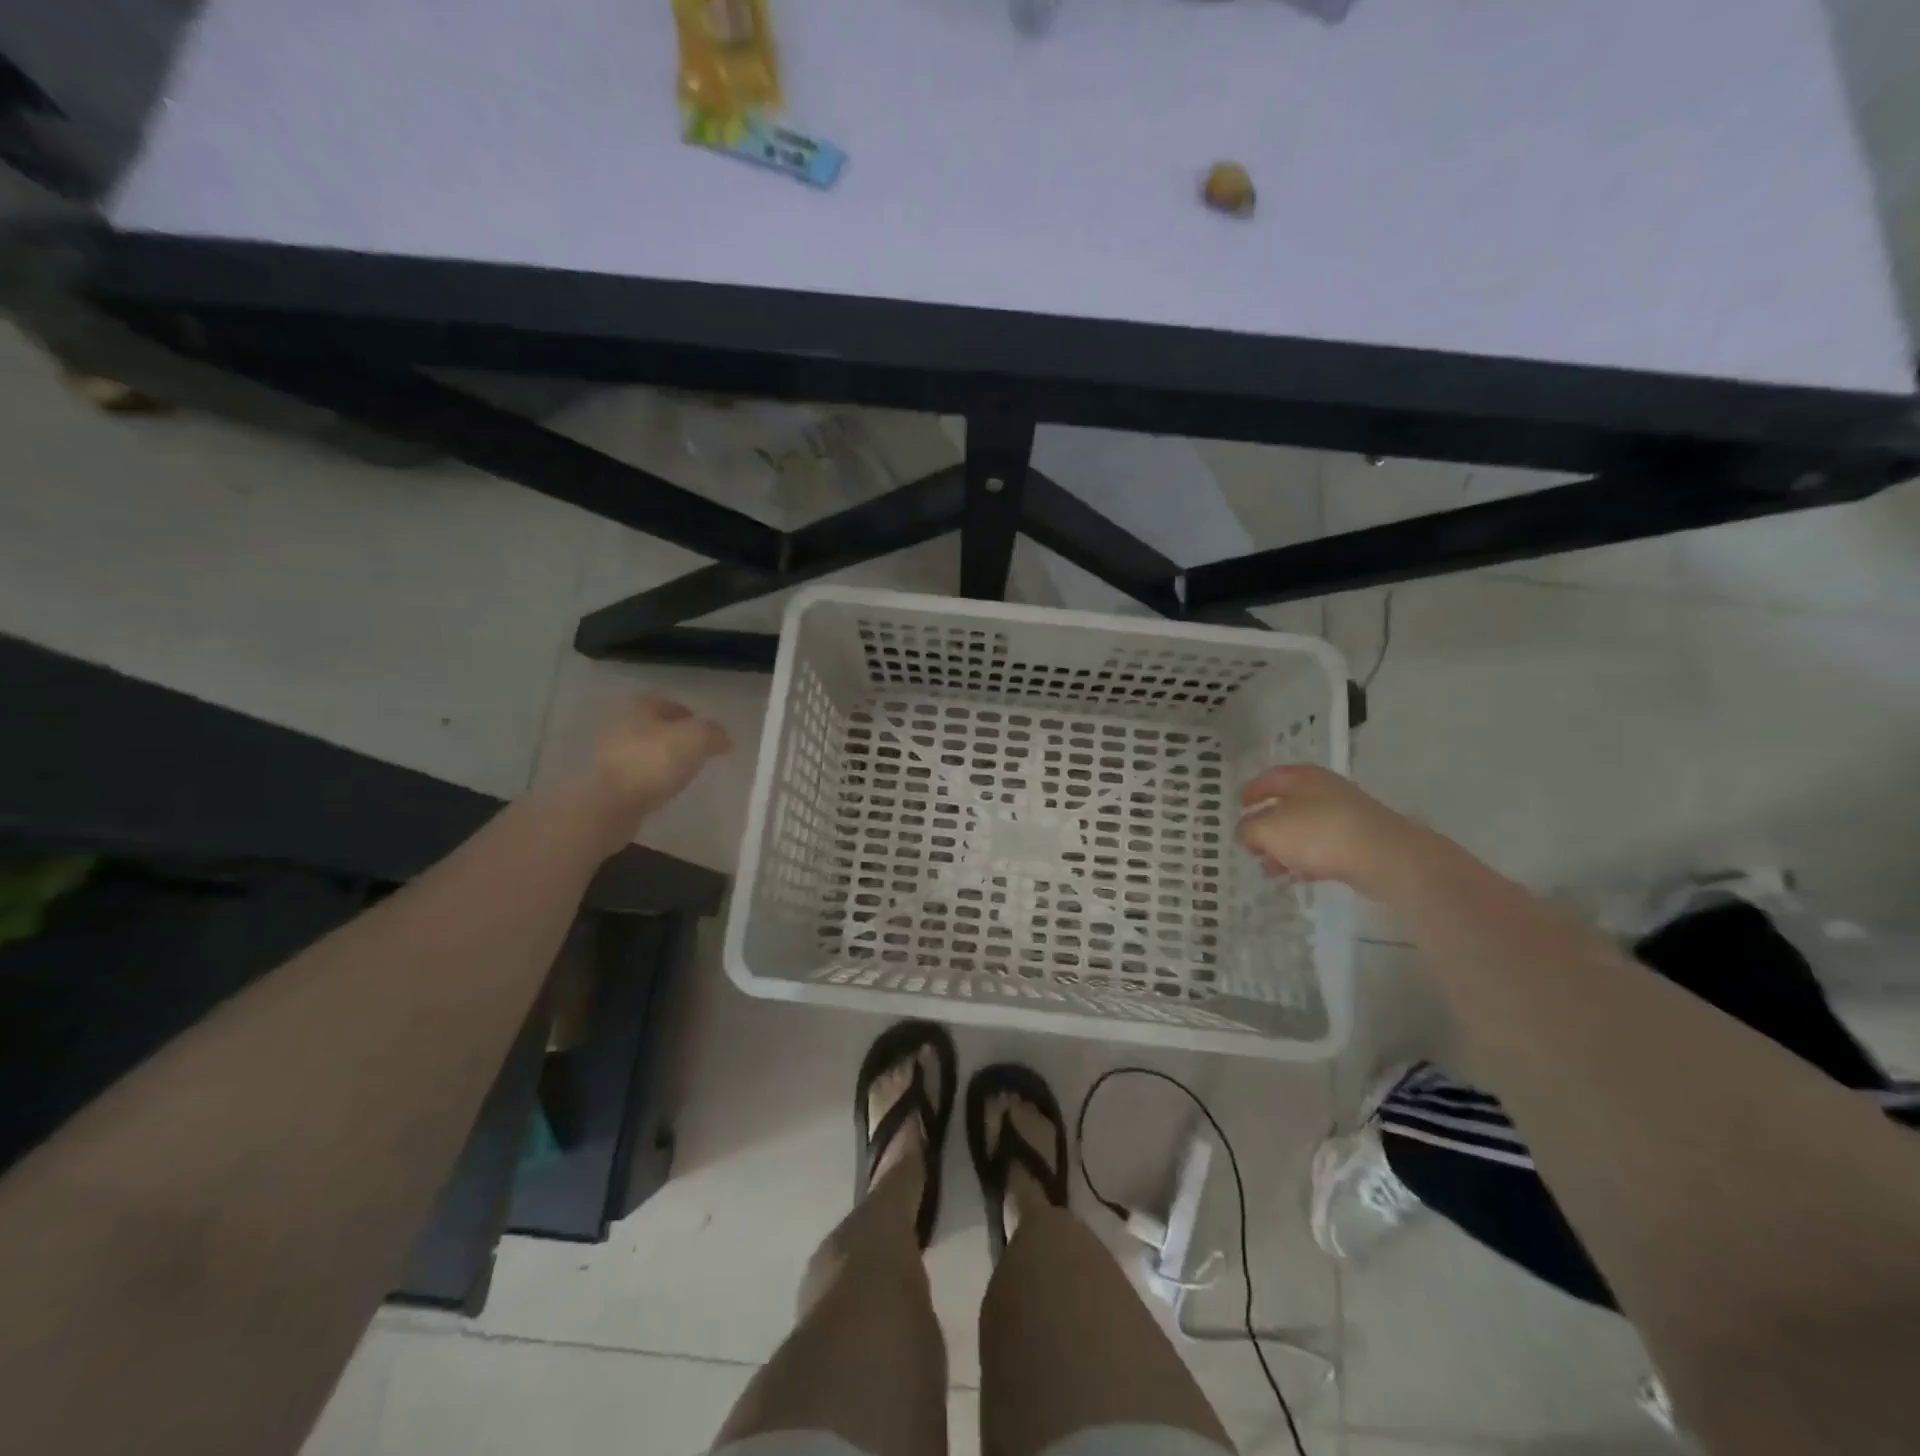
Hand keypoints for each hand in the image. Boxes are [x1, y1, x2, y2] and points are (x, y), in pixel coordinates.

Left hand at [582, 695, 731, 845]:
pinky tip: (662, 791)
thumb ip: (713, 733)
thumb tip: (723, 738)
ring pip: (641, 751)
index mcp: (639, 709)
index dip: (686, 713)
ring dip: (659, 759)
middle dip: (672, 736)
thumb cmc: (653, 762)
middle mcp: (619, 726)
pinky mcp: (603, 784)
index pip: (664, 702)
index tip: (704, 730)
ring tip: (681, 773)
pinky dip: (648, 780)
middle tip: (695, 751)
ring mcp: (607, 756)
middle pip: (651, 727)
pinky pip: (633, 776)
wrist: (608, 805)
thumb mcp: (696, 739)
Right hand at [1235, 765, 1418, 888]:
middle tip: (1251, 843)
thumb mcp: (1268, 831)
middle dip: (1267, 825)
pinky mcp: (1360, 840)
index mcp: (1301, 777)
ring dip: (1285, 846)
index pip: (1268, 778)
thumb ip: (1248, 829)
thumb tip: (1246, 832)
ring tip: (1270, 869)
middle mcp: (1324, 790)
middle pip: (1287, 804)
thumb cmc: (1318, 834)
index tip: (1238, 806)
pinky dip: (1307, 859)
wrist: (1385, 857)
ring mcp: (1346, 814)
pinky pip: (1325, 847)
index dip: (1251, 791)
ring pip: (1305, 828)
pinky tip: (1297, 876)